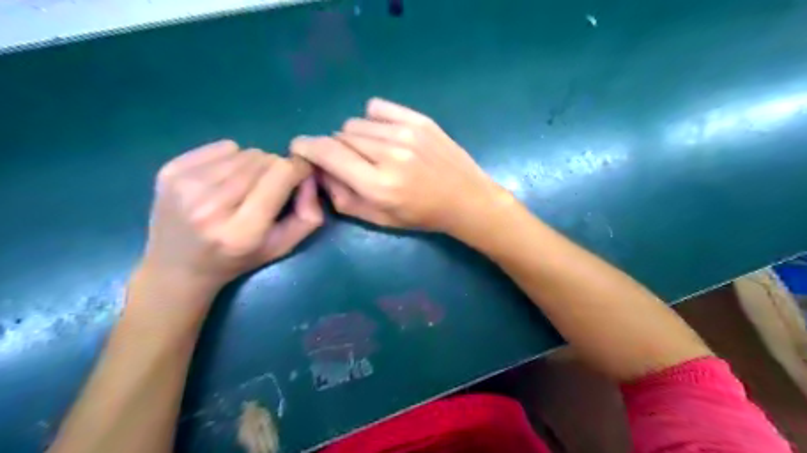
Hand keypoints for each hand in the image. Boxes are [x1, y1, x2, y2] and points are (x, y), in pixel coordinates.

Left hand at [138, 139, 322, 293]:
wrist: (177, 268)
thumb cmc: (237, 260)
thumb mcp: (282, 248)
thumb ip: (308, 216)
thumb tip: (309, 177)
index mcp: (243, 230)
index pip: (282, 173)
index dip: (298, 170)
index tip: (300, 177)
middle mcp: (211, 205)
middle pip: (264, 159)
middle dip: (276, 170)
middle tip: (269, 189)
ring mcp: (186, 185)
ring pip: (245, 152)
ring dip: (254, 165)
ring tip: (245, 187)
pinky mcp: (170, 170)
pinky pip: (222, 147)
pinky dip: (231, 158)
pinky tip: (223, 180)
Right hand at [291, 97, 509, 235]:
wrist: (466, 199)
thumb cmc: (422, 216)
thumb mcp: (379, 219)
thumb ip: (343, 198)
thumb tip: (319, 172)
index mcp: (378, 185)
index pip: (328, 153)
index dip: (306, 147)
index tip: (299, 149)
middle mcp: (390, 155)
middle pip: (340, 136)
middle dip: (335, 149)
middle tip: (350, 163)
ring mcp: (406, 133)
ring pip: (356, 123)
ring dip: (355, 137)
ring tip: (373, 152)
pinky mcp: (420, 120)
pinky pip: (378, 108)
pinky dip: (372, 120)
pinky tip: (384, 135)